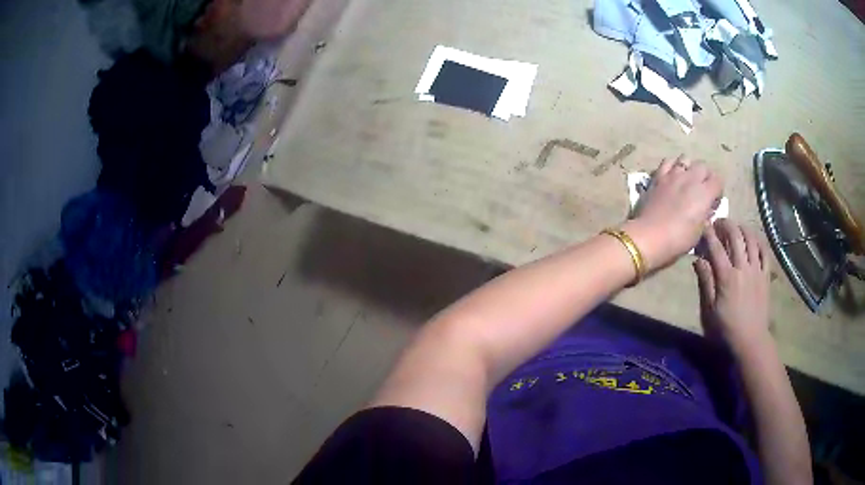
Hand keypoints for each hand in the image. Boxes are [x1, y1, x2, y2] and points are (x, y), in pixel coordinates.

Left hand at [623, 156, 723, 270]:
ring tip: (687, 181)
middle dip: (706, 176)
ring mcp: (673, 174)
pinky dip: (672, 165)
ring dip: (689, 168)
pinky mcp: (658, 176)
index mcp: (704, 193)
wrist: (649, 236)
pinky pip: (668, 161)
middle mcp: (690, 178)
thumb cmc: (678, 239)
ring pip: (686, 159)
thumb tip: (706, 209)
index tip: (713, 202)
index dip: (718, 191)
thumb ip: (705, 216)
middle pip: (703, 166)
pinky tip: (672, 175)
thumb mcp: (699, 232)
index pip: (718, 180)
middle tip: (702, 191)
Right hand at [693, 219, 771, 353]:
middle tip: (719, 223)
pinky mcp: (766, 275)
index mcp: (727, 277)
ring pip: (751, 239)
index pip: (716, 247)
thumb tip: (698, 260)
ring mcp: (757, 270)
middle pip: (736, 236)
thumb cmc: (727, 328)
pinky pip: (765, 252)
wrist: (751, 340)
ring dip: (743, 228)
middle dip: (726, 225)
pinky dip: (758, 241)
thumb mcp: (710, 310)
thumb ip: (706, 282)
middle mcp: (743, 268)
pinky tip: (753, 239)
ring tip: (736, 228)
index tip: (703, 224)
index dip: (709, 233)